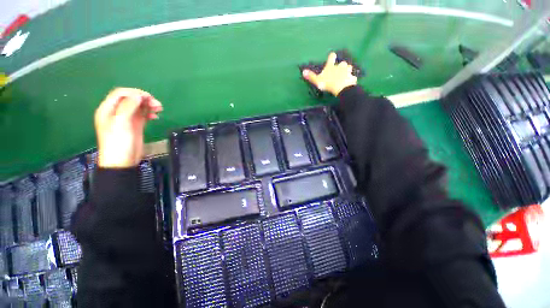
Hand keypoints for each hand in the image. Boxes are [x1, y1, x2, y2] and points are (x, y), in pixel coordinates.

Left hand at [94, 88, 162, 167]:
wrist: (123, 161)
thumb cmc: (119, 142)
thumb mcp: (121, 123)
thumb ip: (128, 107)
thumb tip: (138, 95)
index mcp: (108, 109)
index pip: (121, 94)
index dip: (134, 93)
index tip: (148, 97)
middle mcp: (117, 112)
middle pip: (131, 99)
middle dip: (144, 99)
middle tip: (157, 104)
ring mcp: (127, 119)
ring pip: (138, 107)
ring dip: (148, 106)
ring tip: (159, 109)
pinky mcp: (135, 126)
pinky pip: (143, 115)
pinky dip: (149, 113)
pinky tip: (156, 116)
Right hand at [302, 52, 357, 96]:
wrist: (341, 87)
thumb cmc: (328, 83)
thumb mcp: (317, 80)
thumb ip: (311, 76)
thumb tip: (303, 71)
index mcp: (331, 66)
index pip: (331, 57)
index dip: (332, 57)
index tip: (332, 55)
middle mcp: (340, 66)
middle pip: (342, 63)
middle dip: (341, 65)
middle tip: (339, 70)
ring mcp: (347, 71)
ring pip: (348, 68)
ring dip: (347, 70)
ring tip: (345, 75)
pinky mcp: (352, 78)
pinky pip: (352, 77)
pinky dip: (351, 79)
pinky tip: (349, 82)